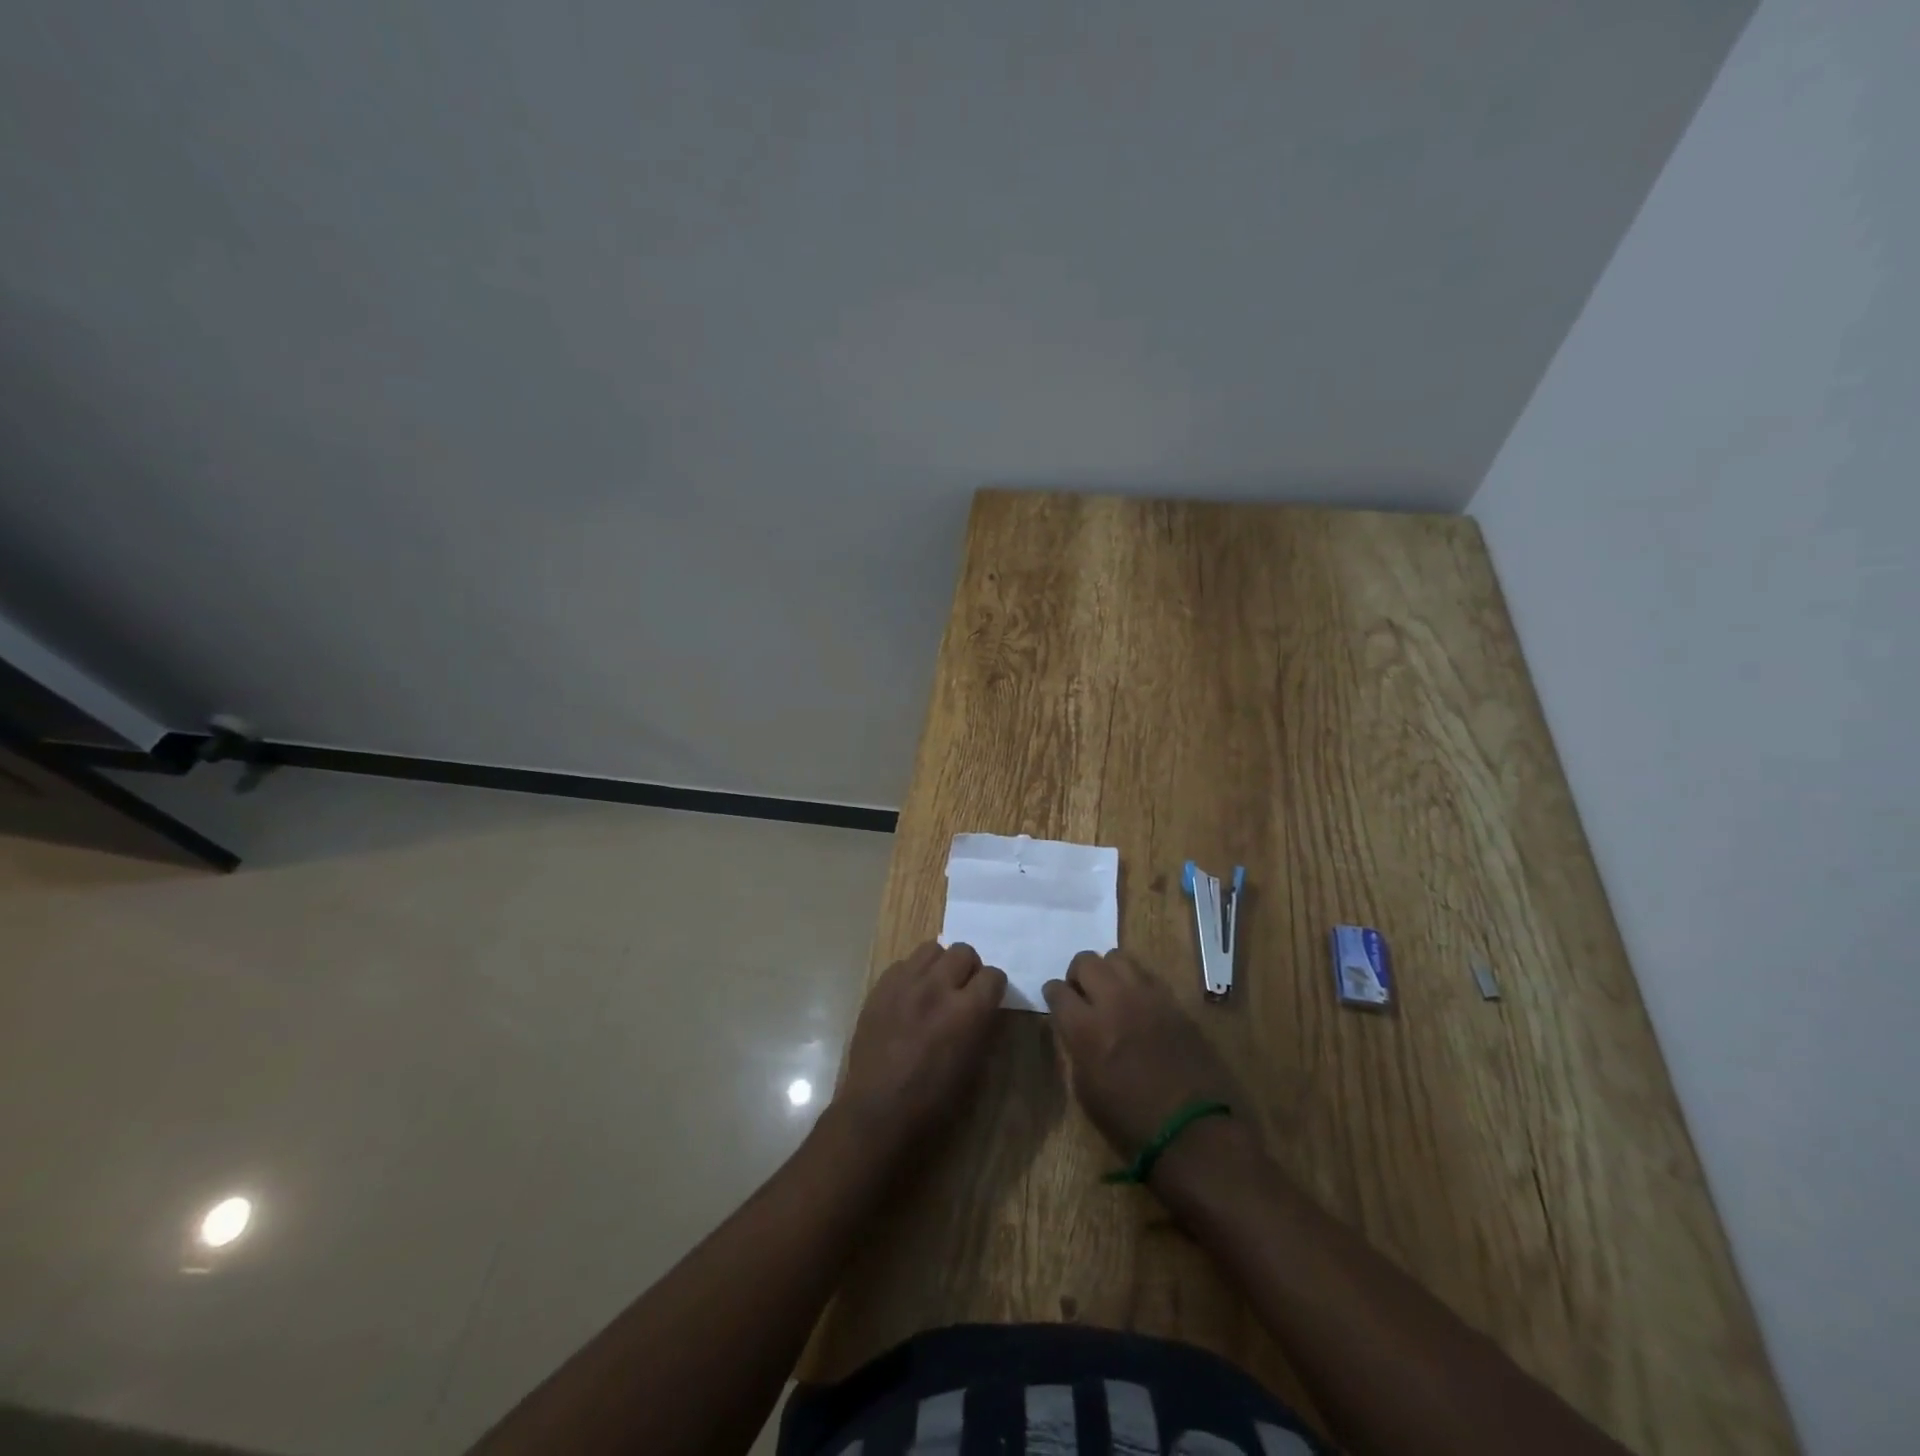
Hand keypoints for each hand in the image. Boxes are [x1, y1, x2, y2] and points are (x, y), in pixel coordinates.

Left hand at [836, 941, 1006, 1153]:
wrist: (876, 1111)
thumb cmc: (932, 1101)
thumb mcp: (973, 1067)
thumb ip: (982, 1026)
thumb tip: (986, 1006)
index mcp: (967, 1011)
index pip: (993, 975)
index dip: (994, 988)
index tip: (989, 999)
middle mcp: (937, 987)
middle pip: (963, 951)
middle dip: (969, 969)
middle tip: (963, 990)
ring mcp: (905, 983)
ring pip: (932, 949)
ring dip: (940, 965)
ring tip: (935, 988)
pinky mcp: (880, 987)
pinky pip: (903, 964)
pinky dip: (912, 975)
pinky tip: (909, 998)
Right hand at [1044, 950, 1244, 1156]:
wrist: (1193, 1131)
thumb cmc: (1131, 1122)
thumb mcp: (1086, 1091)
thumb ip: (1076, 1048)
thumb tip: (1074, 1028)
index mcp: (1087, 1028)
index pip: (1057, 990)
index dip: (1053, 995)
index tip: (1056, 1002)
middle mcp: (1114, 1001)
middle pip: (1086, 961)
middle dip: (1077, 975)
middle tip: (1082, 995)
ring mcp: (1147, 997)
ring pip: (1117, 957)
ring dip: (1107, 972)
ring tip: (1111, 994)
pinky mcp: (1173, 1001)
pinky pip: (1146, 975)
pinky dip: (1134, 983)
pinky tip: (1137, 1004)